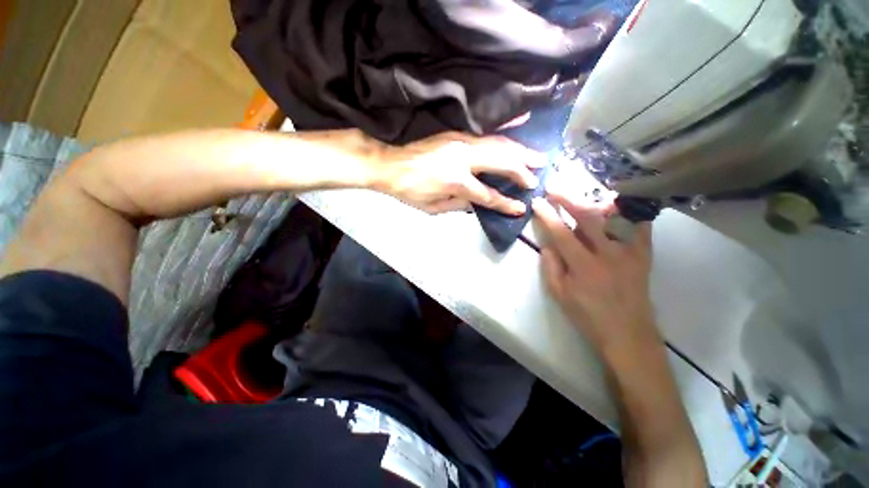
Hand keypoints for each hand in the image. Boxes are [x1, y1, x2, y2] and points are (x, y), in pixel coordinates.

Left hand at [377, 132, 542, 214]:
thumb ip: (459, 206)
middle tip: (539, 175)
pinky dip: (506, 129)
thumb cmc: (410, 190)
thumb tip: (479, 204)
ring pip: (498, 145)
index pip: (489, 195)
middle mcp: (464, 159)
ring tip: (538, 157)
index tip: (521, 208)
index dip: (506, 203)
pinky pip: (486, 132)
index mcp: (457, 182)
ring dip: (521, 151)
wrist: (389, 163)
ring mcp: (461, 142)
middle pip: (502, 163)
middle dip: (523, 170)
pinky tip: (521, 123)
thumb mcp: (433, 207)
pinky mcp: (457, 133)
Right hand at [532, 188, 659, 357]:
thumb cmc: (588, 316)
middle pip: (587, 218)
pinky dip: (631, 212)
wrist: (628, 334)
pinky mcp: (644, 256)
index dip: (547, 215)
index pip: (561, 233)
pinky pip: (641, 227)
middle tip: (555, 186)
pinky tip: (621, 202)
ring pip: (615, 217)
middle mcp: (608, 254)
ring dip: (596, 200)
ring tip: (583, 190)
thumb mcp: (559, 295)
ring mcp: (630, 253)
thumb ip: (551, 266)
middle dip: (568, 198)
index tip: (537, 202)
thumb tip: (547, 243)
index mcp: (583, 266)